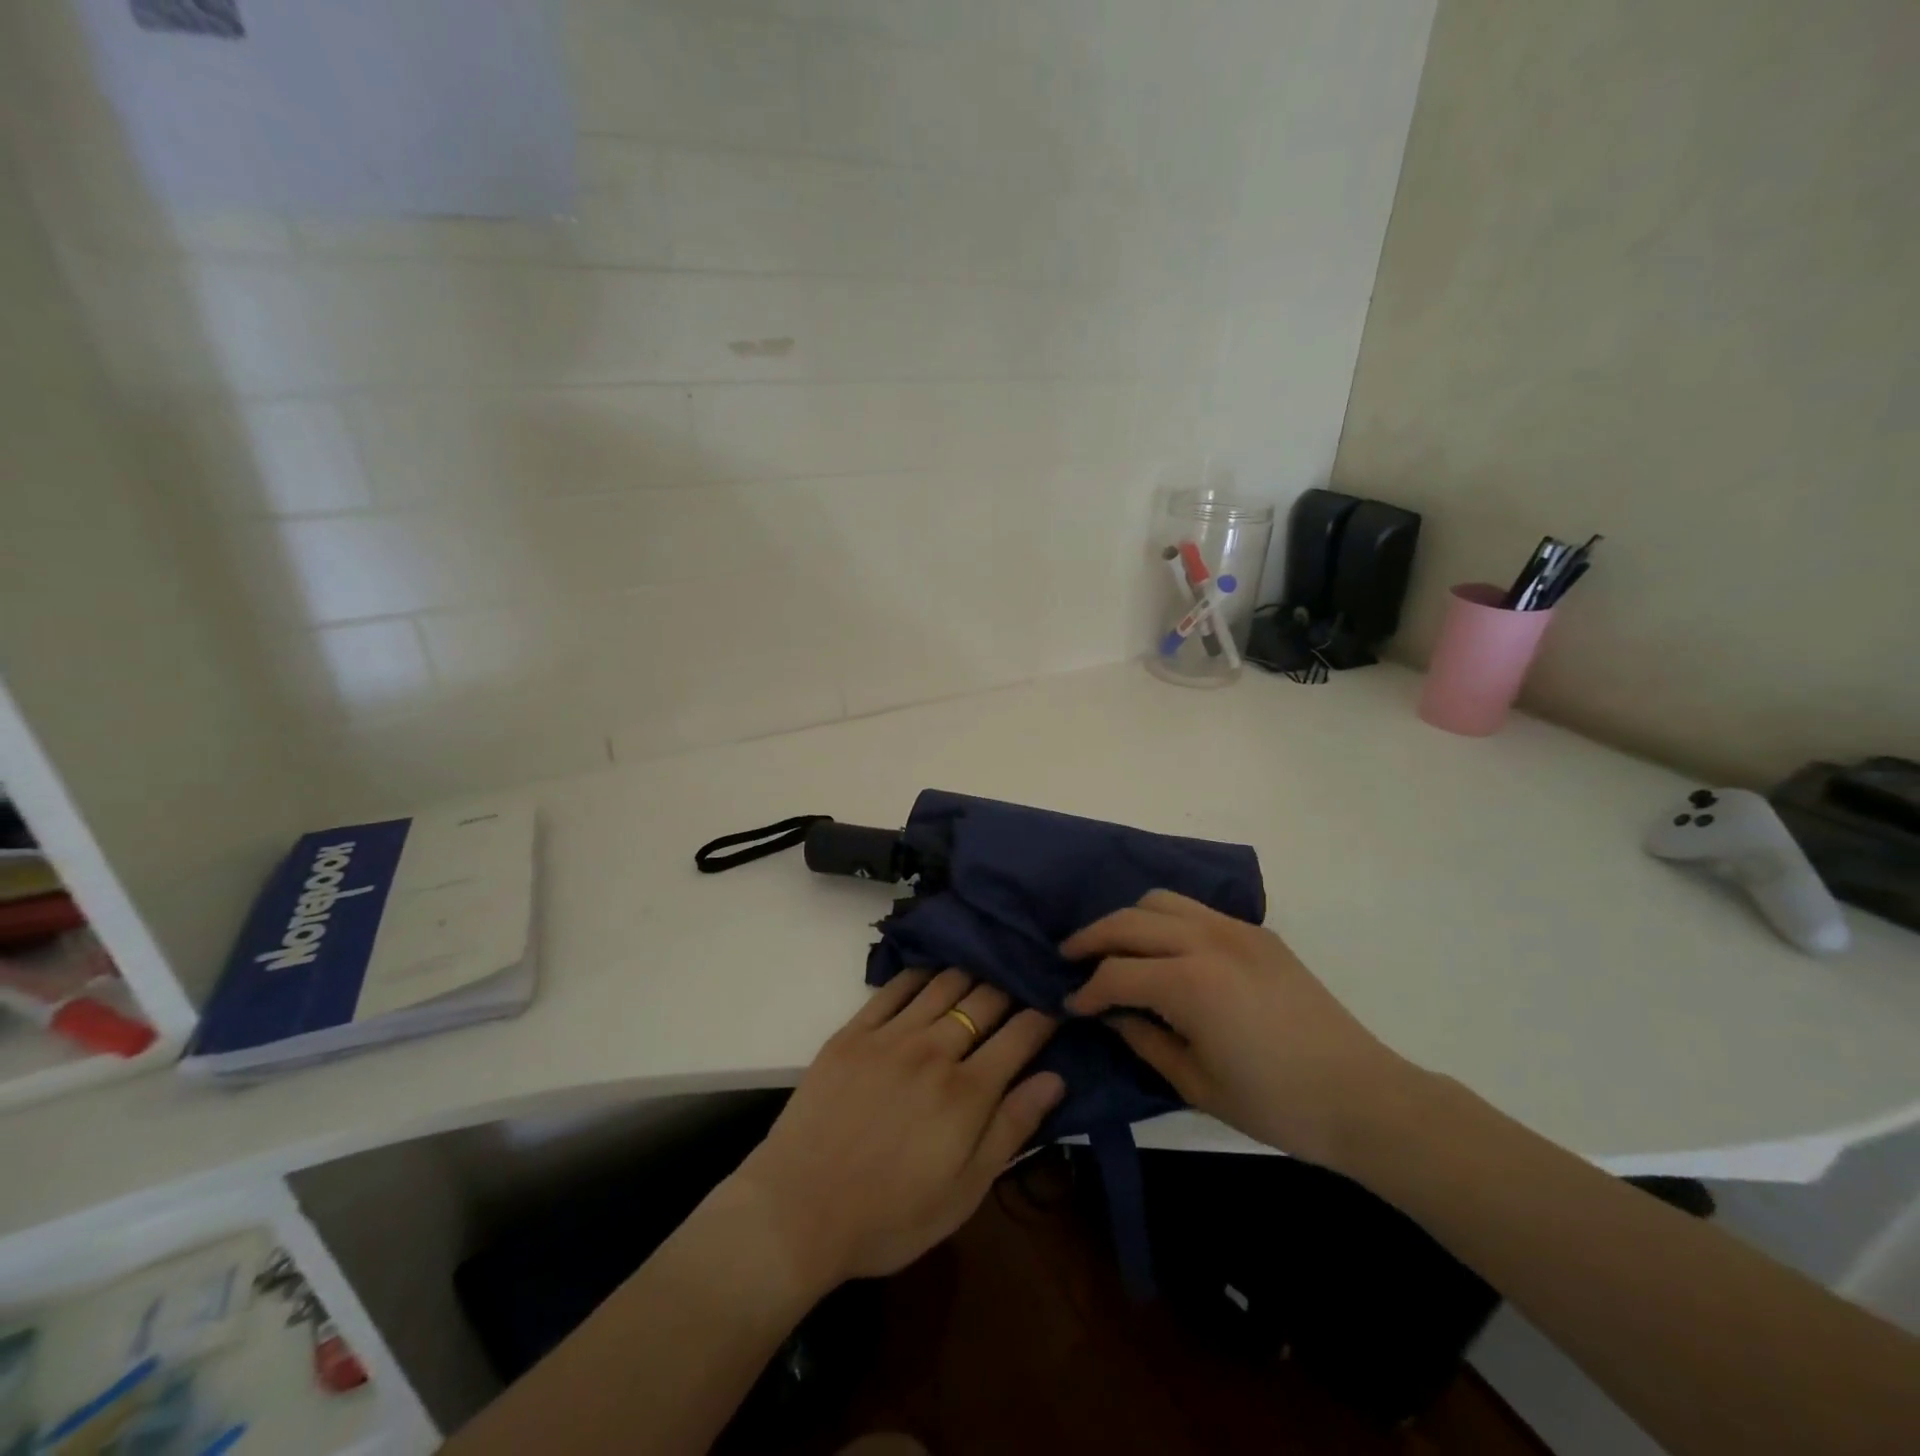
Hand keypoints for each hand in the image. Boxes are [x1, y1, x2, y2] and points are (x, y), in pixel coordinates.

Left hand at [727, 969, 1063, 1294]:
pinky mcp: (853, 1031)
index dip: (1044, 1014)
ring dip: (972, 969)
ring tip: (989, 959)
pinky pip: (895, 987)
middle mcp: (934, 1050)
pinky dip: (921, 972)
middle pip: (985, 999)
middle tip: (1026, 974)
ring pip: (944, 983)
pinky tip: (934, 966)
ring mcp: (891, 1035)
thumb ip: (1011, 1129)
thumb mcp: (964, 1192)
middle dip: (1013, 984)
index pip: (1020, 1035)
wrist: (797, 1211)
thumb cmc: (889, 1216)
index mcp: (967, 1092)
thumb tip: (1055, 1078)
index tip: (1057, 1001)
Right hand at [1063, 890, 1422, 1172]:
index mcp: (1190, 983)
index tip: (1071, 1003)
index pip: (1116, 973)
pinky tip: (1162, 946)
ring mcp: (1236, 929)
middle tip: (1070, 956)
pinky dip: (1165, 917)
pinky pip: (1196, 908)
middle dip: (1092, 937)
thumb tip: (1110, 1013)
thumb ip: (1144, 1039)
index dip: (1087, 989)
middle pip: (1130, 921)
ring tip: (1113, 945)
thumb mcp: (1195, 1083)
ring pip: (1161, 900)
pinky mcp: (1257, 932)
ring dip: (1128, 919)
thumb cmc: (1275, 1103)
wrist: (1362, 1096)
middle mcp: (1207, 940)